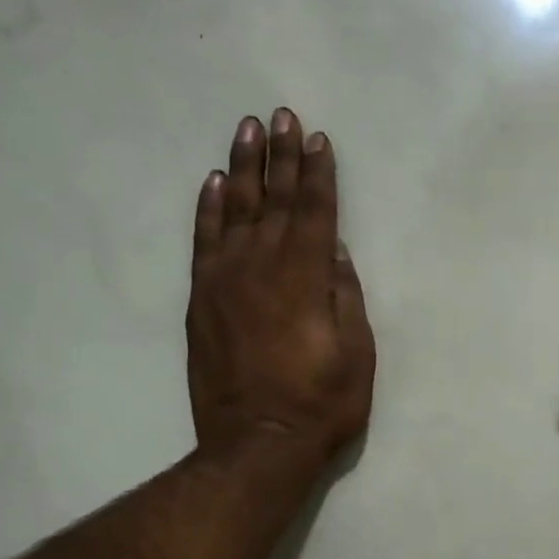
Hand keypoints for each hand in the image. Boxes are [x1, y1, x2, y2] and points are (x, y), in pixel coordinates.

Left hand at [187, 109, 375, 472]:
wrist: (257, 443)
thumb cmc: (321, 402)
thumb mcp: (356, 352)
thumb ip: (344, 294)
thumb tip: (334, 251)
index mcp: (306, 277)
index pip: (315, 211)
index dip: (318, 173)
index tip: (318, 138)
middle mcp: (263, 266)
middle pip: (275, 199)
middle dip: (282, 156)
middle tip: (282, 115)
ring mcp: (226, 280)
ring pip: (236, 210)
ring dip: (244, 167)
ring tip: (248, 129)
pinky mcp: (202, 300)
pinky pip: (204, 241)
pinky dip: (209, 208)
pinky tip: (215, 182)